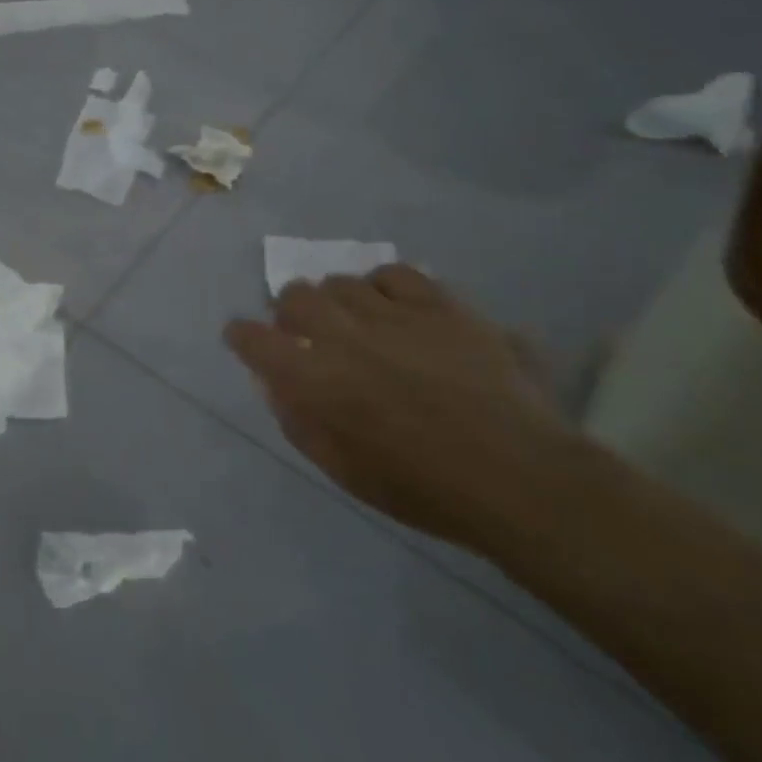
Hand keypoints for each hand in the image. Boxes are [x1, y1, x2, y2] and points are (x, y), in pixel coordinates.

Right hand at [225, 264, 581, 551]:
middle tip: (304, 333)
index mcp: (314, 380)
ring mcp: (393, 314)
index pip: (253, 339)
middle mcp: (343, 335)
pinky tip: (393, 307)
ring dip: (336, 301)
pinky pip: (394, 273)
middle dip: (288, 313)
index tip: (245, 341)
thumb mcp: (343, 470)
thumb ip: (299, 422)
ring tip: (353, 322)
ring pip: (341, 282)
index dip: (242, 337)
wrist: (519, 478)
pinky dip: (382, 286)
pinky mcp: (439, 305)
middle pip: (293, 296)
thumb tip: (276, 385)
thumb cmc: (423, 487)